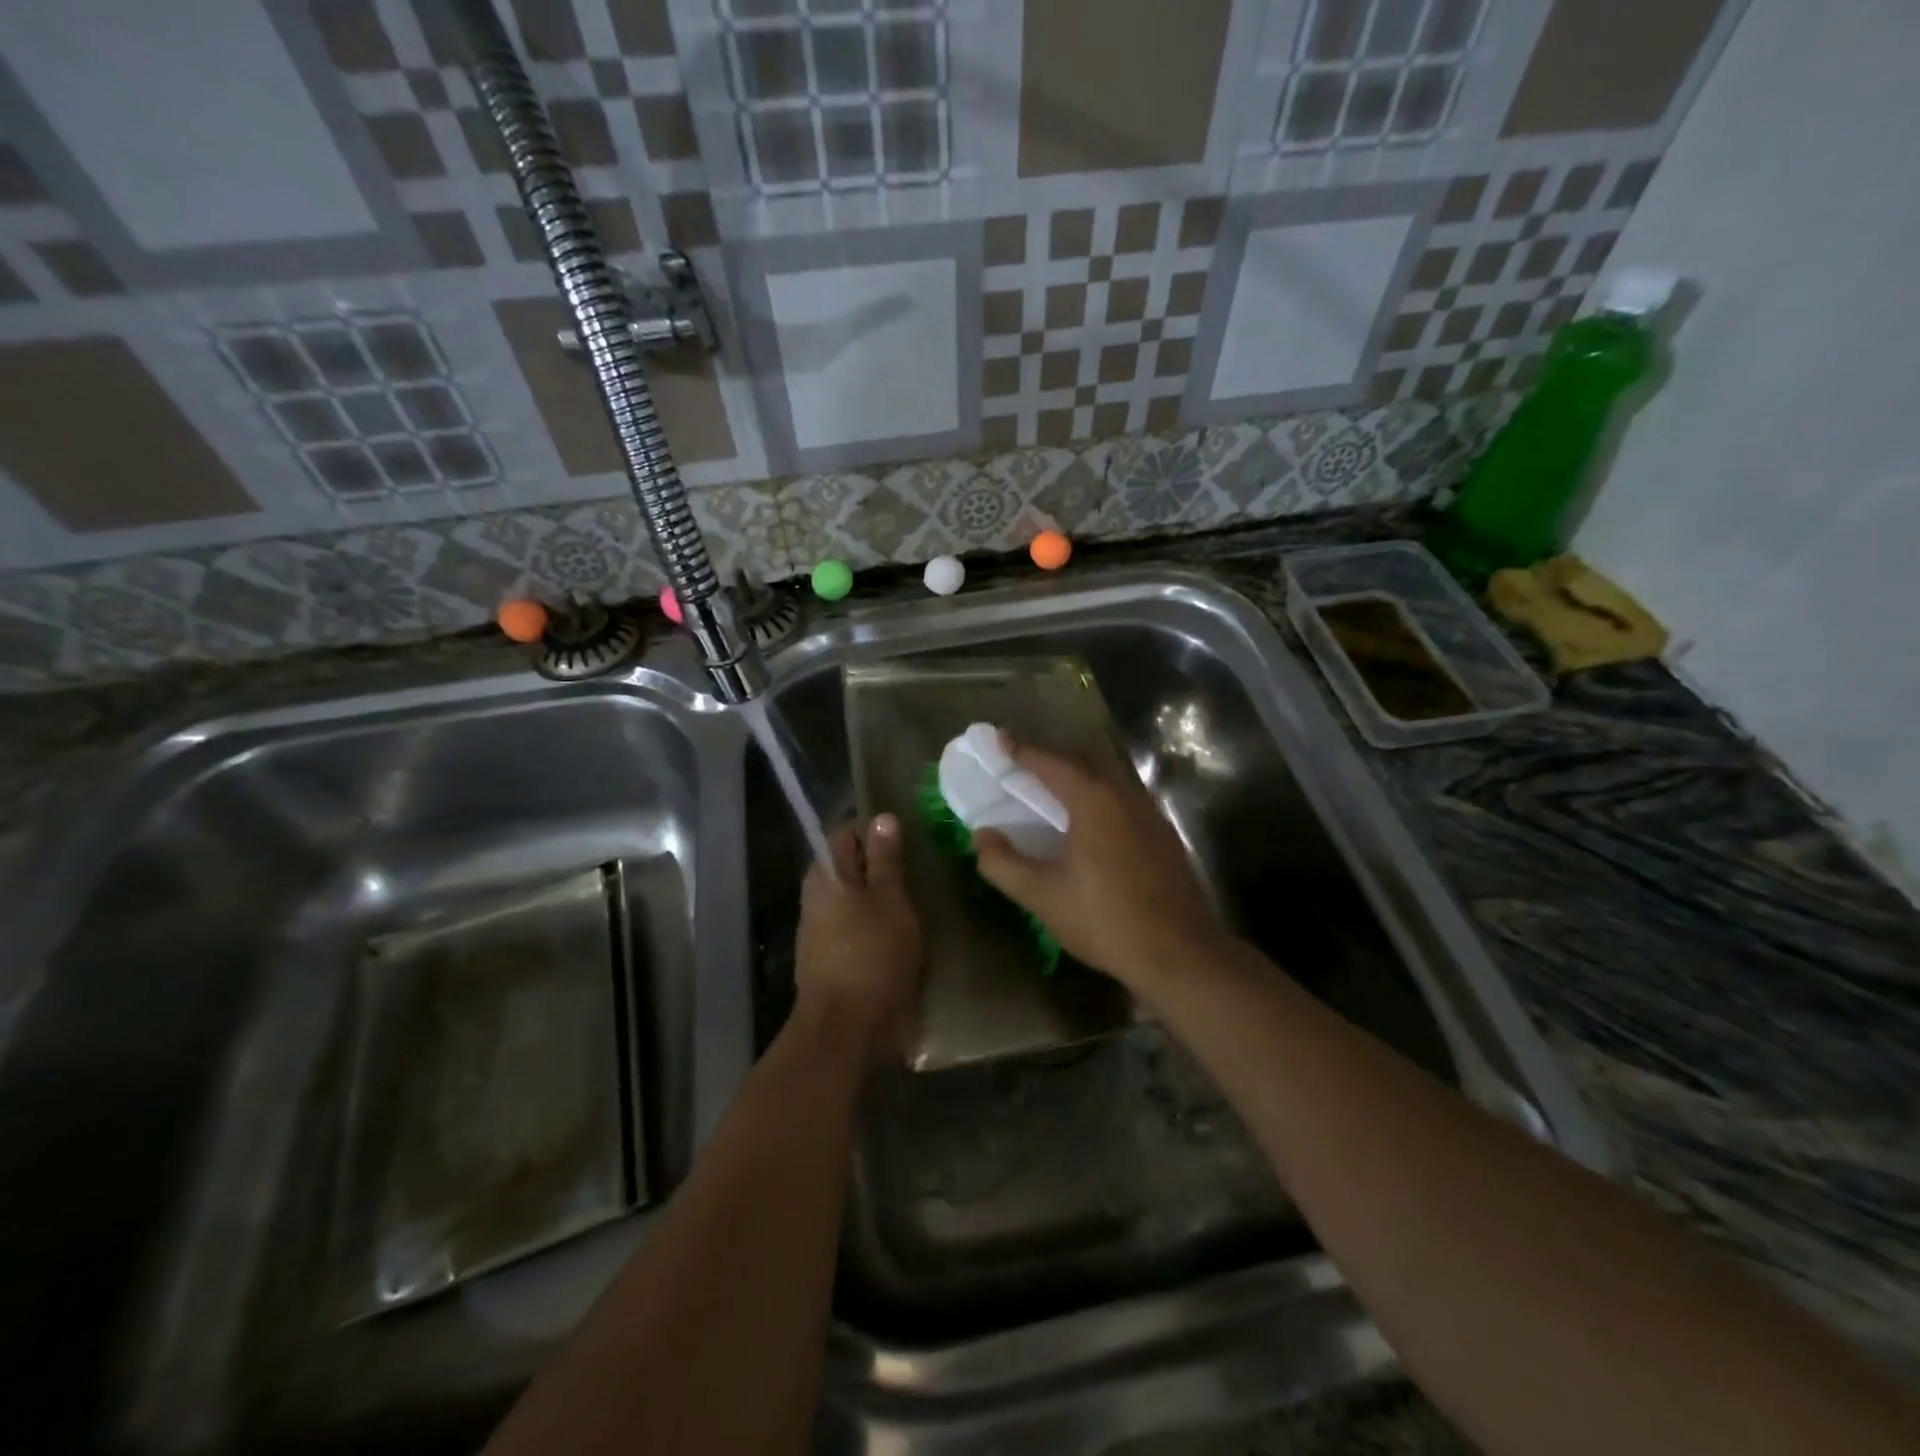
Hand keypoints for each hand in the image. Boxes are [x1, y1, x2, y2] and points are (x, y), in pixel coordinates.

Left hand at [795, 815, 921, 1062]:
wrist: (844, 1029)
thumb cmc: (871, 956)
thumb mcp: (889, 900)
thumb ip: (885, 859)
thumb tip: (882, 816)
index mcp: (826, 873)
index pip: (846, 832)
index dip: (876, 831)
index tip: (909, 841)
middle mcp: (816, 893)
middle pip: (848, 864)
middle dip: (881, 864)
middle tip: (919, 871)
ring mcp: (818, 926)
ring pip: (852, 895)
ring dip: (880, 896)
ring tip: (916, 901)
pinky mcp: (827, 954)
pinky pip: (852, 923)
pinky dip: (874, 922)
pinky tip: (900, 932)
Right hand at [973, 737, 1228, 997]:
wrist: (1179, 953)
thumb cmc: (1104, 919)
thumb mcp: (1042, 896)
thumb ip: (1004, 863)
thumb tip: (982, 836)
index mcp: (1093, 800)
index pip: (1050, 762)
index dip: (1021, 750)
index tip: (999, 738)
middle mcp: (1125, 795)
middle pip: (1083, 762)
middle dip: (1051, 759)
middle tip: (1023, 766)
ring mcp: (1150, 814)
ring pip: (1108, 781)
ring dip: (1078, 778)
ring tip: (1053, 793)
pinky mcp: (1164, 836)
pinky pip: (1124, 801)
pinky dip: (1099, 799)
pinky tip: (1091, 827)